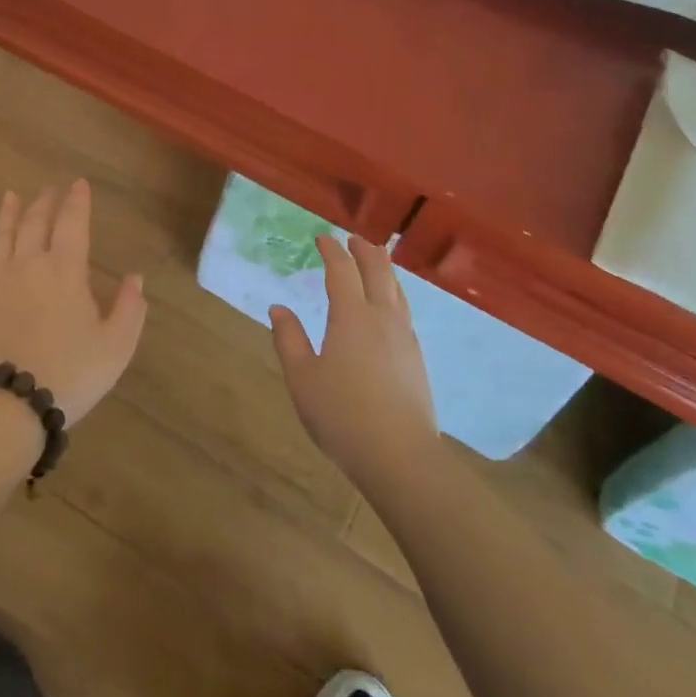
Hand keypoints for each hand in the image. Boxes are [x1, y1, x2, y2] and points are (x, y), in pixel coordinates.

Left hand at [0, 182, 146, 425]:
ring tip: (10, 197)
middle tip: (49, 188)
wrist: (6, 406)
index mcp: (65, 271)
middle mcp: (28, 266)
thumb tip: (135, 278)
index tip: (78, 184)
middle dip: (44, 202)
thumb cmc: (68, 375)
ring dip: (6, 215)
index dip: (76, 201)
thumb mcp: (115, 347)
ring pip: (0, 238)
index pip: (72, 223)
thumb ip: (129, 309)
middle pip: (34, 223)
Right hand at [270, 235, 438, 492]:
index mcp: (351, 315)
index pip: (342, 269)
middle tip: (352, 240)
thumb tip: (278, 308)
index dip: (332, 250)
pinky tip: (390, 307)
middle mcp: (382, 316)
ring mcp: (404, 336)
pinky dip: (394, 293)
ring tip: (374, 262)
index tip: (322, 238)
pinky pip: (405, 310)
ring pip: (397, 288)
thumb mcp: (302, 379)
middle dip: (363, 250)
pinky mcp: (416, 357)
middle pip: (378, 270)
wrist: (401, 458)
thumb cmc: (343, 416)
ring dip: (383, 268)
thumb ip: (289, 340)